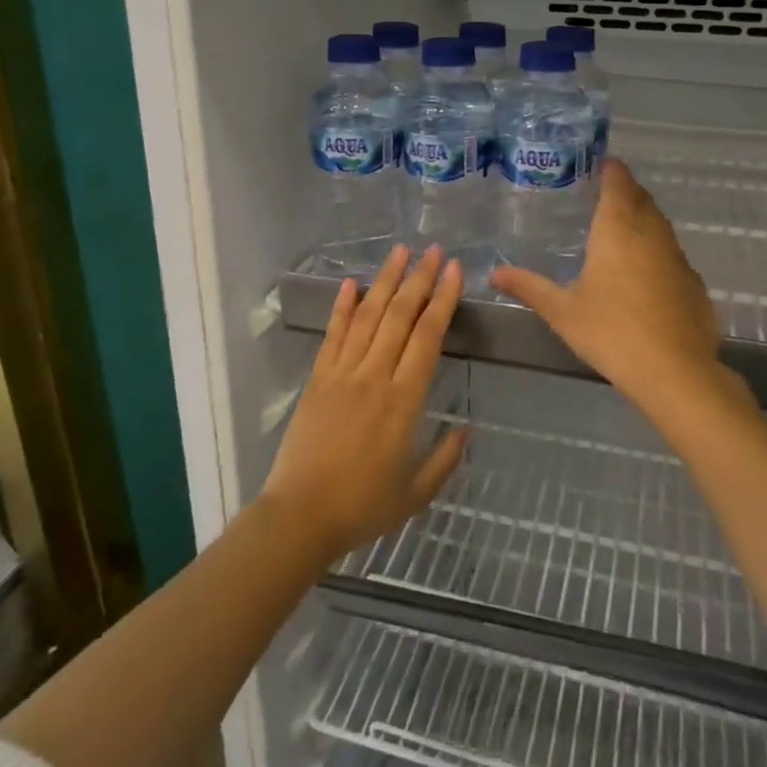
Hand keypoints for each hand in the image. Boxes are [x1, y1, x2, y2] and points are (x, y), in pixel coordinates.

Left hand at [261, 244, 468, 563]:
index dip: (443, 300)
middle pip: (400, 316)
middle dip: (420, 279)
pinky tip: (351, 283)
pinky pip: (333, 335)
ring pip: (368, 317)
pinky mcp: (317, 379)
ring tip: (400, 252)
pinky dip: (343, 307)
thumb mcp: (417, 492)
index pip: (428, 337)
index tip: (455, 271)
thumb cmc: (363, 506)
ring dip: (385, 281)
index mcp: (404, 401)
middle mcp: (374, 376)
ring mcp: (342, 374)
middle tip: (434, 250)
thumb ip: (446, 458)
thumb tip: (467, 427)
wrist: (300, 516)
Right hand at [492, 159, 731, 417]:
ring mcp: (678, 257)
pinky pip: (671, 252)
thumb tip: (495, 272)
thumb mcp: (562, 311)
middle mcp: (652, 233)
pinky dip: (655, 250)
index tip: (596, 164)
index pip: (618, 181)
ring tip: (617, 231)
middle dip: (623, 191)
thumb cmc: (611, 332)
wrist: (675, 372)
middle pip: (641, 198)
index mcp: (619, 229)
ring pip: (659, 224)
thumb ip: (529, 287)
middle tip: (598, 197)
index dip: (609, 168)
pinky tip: (642, 275)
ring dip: (641, 218)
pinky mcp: (693, 282)